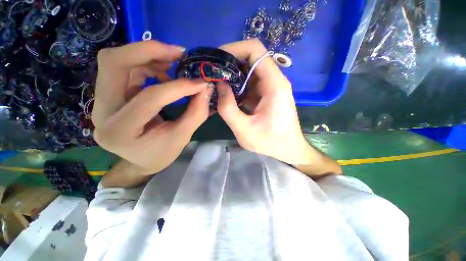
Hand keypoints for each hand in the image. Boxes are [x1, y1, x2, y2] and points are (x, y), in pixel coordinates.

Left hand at [92, 41, 212, 172]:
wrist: (140, 160)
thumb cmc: (161, 153)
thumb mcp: (182, 137)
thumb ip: (196, 113)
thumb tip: (205, 88)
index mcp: (121, 131)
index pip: (150, 98)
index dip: (179, 87)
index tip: (200, 82)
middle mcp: (102, 112)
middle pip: (114, 64)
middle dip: (148, 51)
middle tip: (178, 52)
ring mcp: (101, 101)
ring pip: (116, 61)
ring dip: (147, 55)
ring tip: (173, 62)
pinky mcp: (108, 95)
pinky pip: (123, 68)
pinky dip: (146, 64)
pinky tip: (163, 72)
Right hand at [217, 40, 313, 164]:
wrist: (288, 149)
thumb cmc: (270, 142)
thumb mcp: (244, 130)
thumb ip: (228, 108)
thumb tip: (219, 86)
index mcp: (274, 84)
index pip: (255, 50)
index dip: (234, 48)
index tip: (216, 59)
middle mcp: (275, 80)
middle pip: (251, 58)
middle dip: (230, 62)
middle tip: (212, 73)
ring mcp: (271, 87)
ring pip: (250, 71)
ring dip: (232, 75)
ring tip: (216, 84)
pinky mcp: (267, 94)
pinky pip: (251, 83)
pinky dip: (238, 86)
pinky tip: (227, 95)